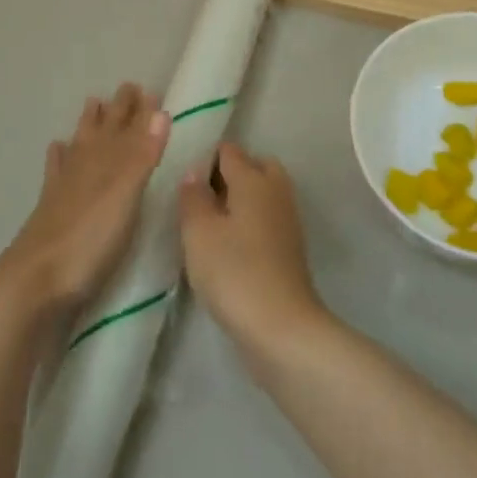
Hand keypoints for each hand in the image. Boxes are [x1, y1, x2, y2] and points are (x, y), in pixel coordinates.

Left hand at [0, 83, 168, 320]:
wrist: (34, 282)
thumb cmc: (89, 240)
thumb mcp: (125, 196)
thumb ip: (143, 155)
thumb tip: (161, 111)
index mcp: (107, 162)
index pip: (128, 128)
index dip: (140, 111)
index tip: (149, 89)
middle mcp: (85, 166)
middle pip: (104, 130)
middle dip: (117, 109)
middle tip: (127, 87)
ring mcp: (64, 187)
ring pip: (80, 144)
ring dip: (88, 124)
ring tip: (93, 102)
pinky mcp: (49, 209)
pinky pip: (55, 171)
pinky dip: (58, 156)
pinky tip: (56, 148)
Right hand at [178, 141, 326, 364]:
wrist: (282, 327)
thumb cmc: (234, 272)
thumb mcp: (199, 233)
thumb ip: (193, 197)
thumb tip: (194, 171)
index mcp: (253, 178)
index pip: (228, 150)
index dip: (205, 158)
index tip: (184, 180)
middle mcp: (276, 189)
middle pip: (253, 166)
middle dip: (229, 175)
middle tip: (201, 202)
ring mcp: (288, 218)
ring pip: (263, 192)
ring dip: (241, 201)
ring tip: (212, 227)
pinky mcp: (291, 246)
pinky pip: (268, 218)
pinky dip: (252, 222)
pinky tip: (231, 247)